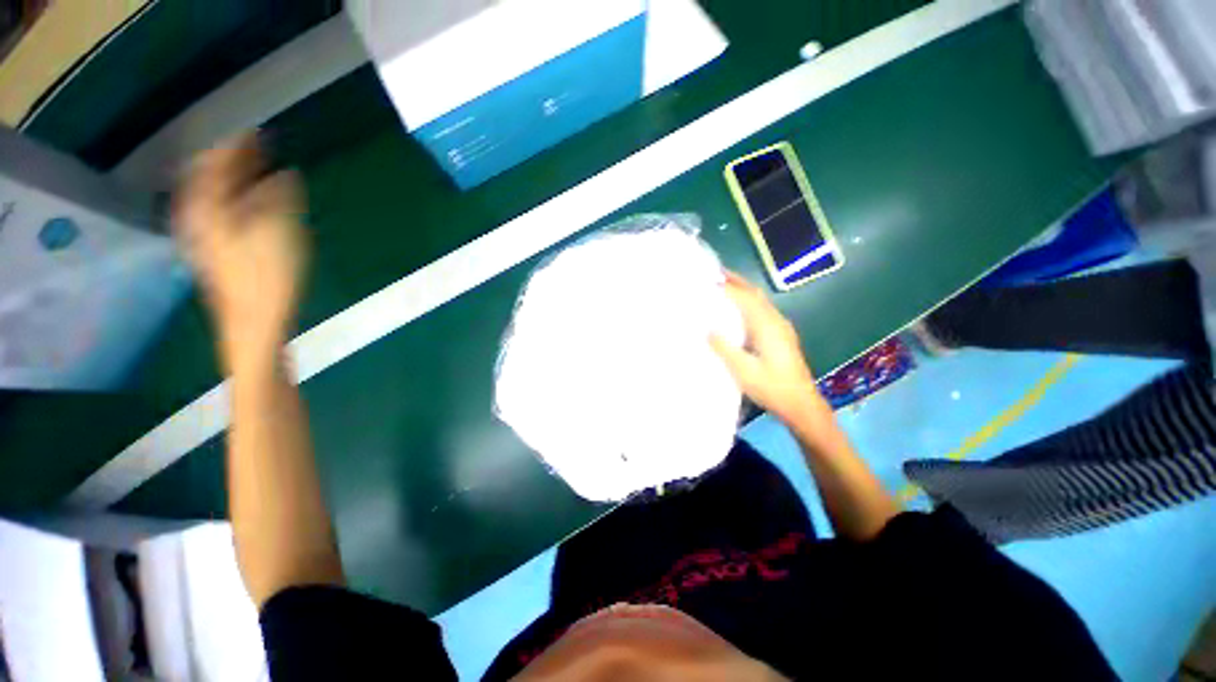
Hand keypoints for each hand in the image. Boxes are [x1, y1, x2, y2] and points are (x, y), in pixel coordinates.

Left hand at [174, 136, 307, 368]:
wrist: (253, 323)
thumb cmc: (267, 276)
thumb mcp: (280, 230)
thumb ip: (280, 196)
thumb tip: (286, 173)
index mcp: (209, 206)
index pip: (217, 162)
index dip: (239, 145)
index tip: (259, 131)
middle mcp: (197, 215)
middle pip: (207, 176)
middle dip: (230, 159)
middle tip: (256, 148)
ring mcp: (202, 235)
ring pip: (210, 194)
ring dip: (230, 178)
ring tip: (252, 170)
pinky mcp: (212, 251)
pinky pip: (215, 211)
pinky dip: (230, 198)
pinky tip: (245, 202)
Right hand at [709, 272, 827, 423]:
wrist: (801, 404)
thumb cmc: (771, 387)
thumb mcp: (743, 370)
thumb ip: (724, 348)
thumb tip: (707, 329)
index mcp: (767, 326)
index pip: (745, 298)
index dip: (727, 287)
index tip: (707, 278)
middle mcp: (776, 321)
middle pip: (755, 294)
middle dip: (736, 281)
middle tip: (714, 273)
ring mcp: (780, 327)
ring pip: (759, 301)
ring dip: (742, 290)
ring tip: (723, 286)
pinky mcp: (781, 335)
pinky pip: (762, 310)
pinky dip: (748, 303)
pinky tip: (737, 310)